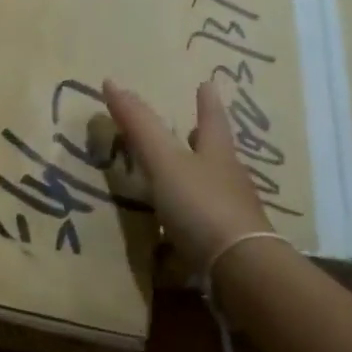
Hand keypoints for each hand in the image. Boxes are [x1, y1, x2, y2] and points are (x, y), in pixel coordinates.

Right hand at [102, 79, 276, 273]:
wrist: (240, 270)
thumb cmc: (202, 205)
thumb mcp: (165, 161)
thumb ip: (140, 127)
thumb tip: (111, 81)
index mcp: (217, 153)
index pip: (211, 119)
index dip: (207, 102)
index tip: (207, 83)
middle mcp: (229, 179)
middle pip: (216, 152)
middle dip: (204, 139)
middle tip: (193, 129)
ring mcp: (232, 214)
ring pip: (214, 186)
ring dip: (198, 177)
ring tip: (180, 175)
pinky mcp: (227, 244)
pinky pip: (208, 222)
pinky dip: (193, 217)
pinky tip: (178, 227)